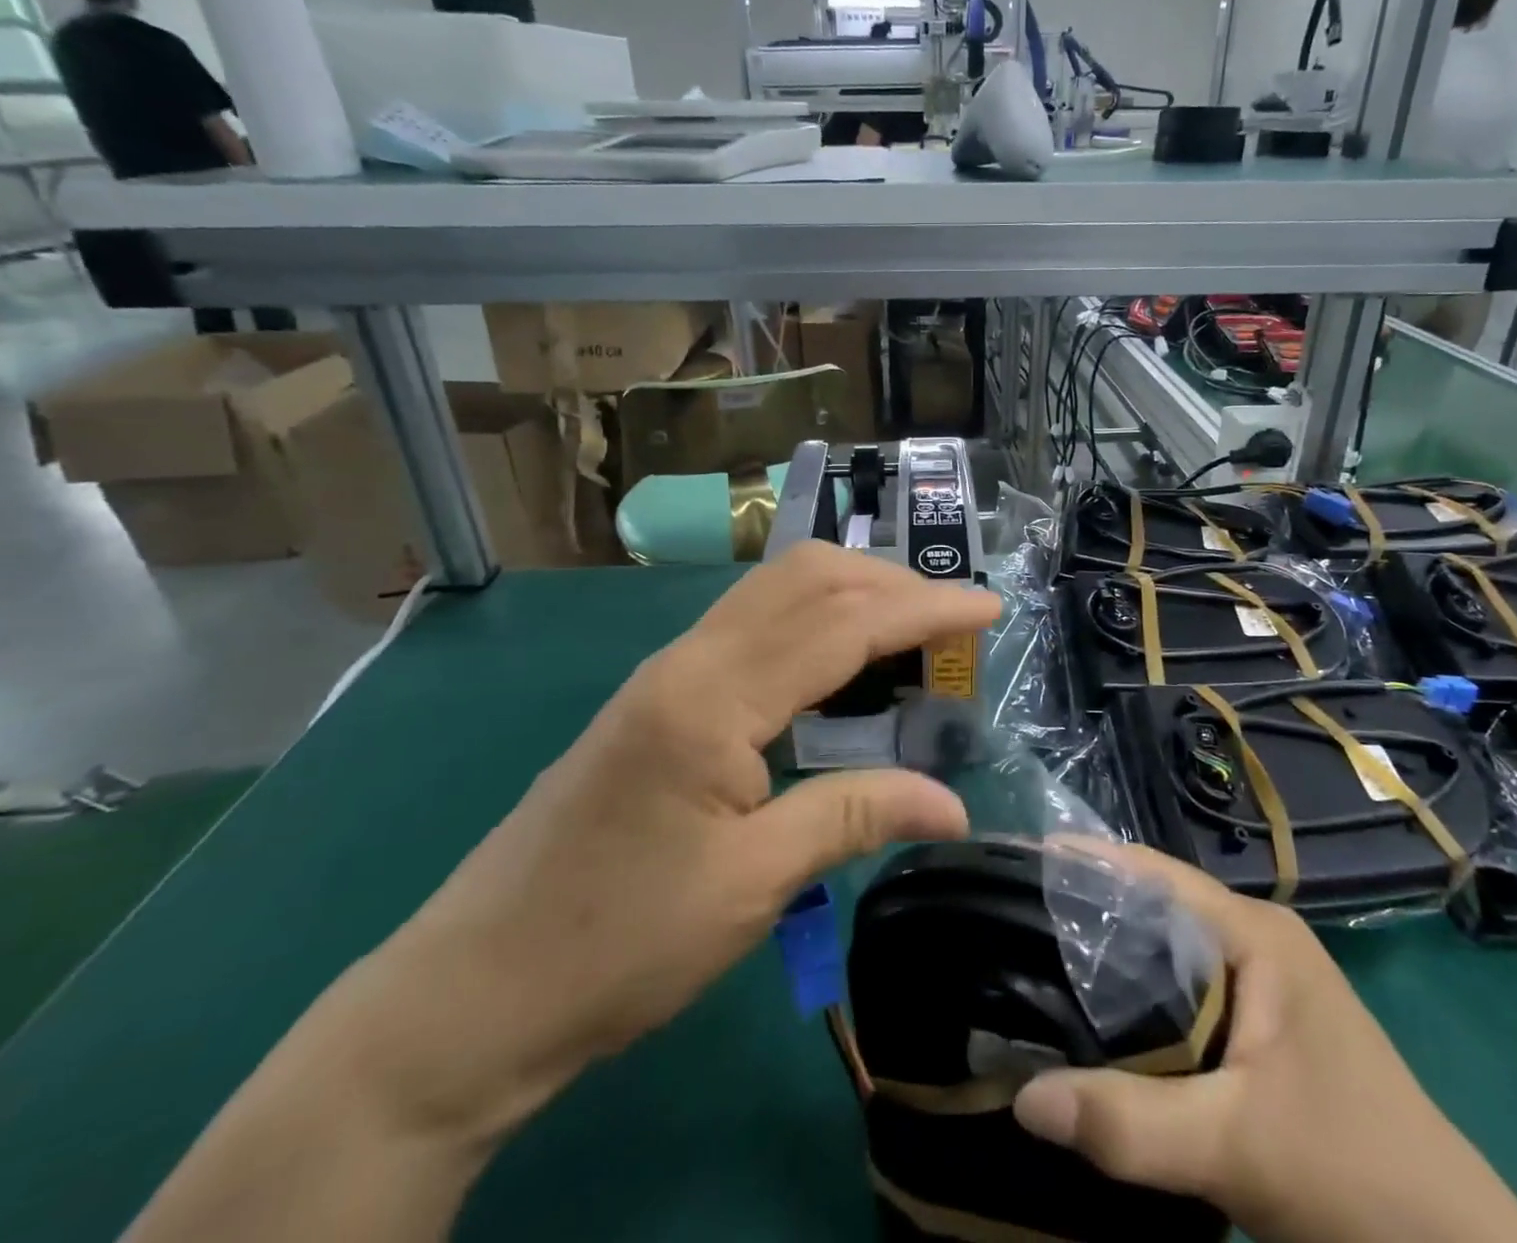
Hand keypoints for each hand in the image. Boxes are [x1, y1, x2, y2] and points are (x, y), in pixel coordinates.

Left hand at [364, 540, 999, 1132]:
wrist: (472, 992)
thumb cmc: (617, 943)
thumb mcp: (751, 885)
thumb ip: (856, 818)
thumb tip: (953, 805)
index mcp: (711, 697)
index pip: (841, 622)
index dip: (925, 609)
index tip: (990, 610)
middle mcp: (688, 660)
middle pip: (805, 577)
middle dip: (891, 583)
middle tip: (953, 625)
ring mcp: (668, 672)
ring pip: (775, 591)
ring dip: (852, 595)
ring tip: (911, 636)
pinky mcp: (660, 696)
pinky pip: (754, 626)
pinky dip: (814, 623)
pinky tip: (841, 666)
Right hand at [1012, 846, 1516, 1242]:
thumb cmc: (1355, 1175)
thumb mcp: (1237, 1147)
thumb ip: (1130, 1122)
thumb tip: (1022, 1098)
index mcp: (1256, 934)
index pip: (1154, 874)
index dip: (1086, 865)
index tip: (1017, 867)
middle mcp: (1255, 943)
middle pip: (1154, 911)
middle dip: (1086, 915)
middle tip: (1008, 922)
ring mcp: (1261, 988)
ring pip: (1166, 957)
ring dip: (1109, 964)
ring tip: (1033, 966)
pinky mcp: (1258, 1031)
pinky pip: (1181, 998)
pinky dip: (1136, 1005)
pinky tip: (1094, 1027)